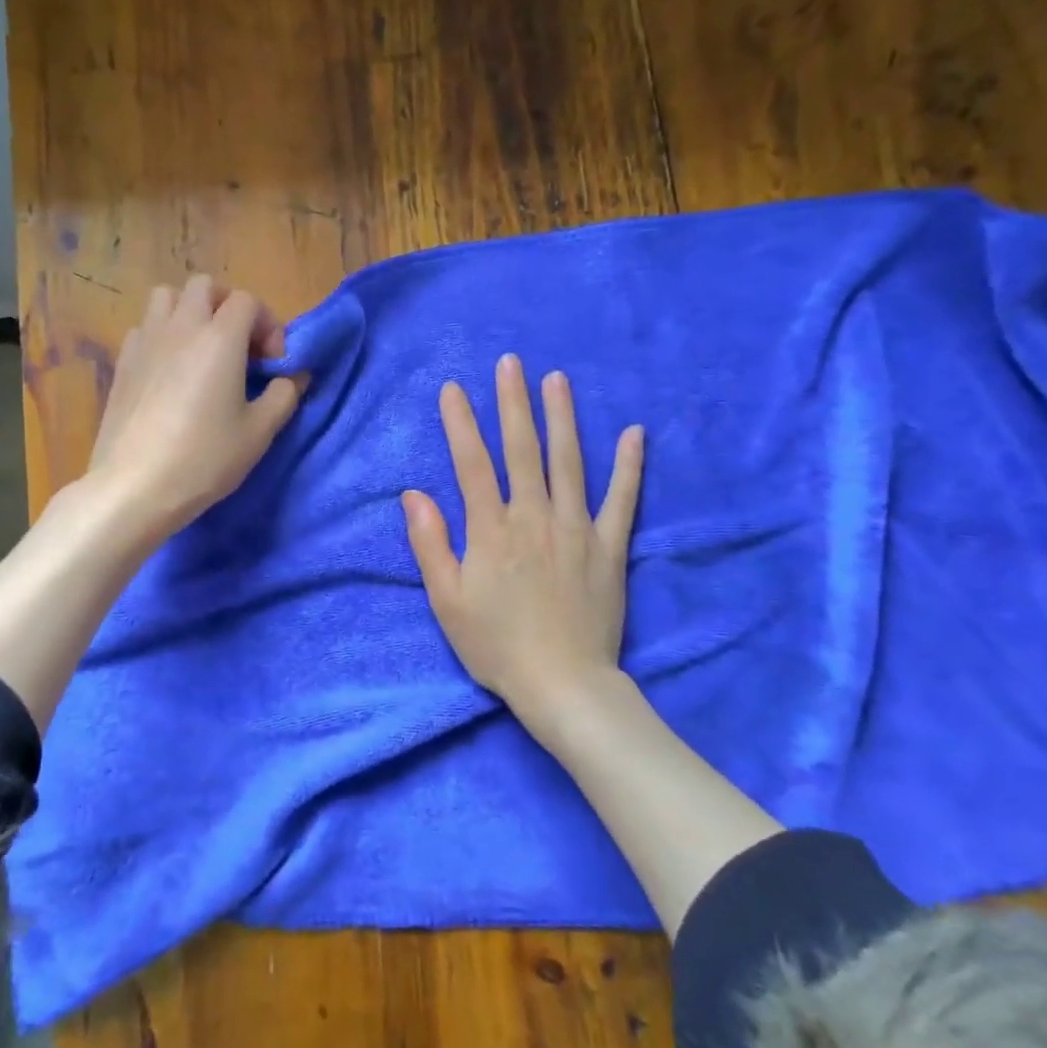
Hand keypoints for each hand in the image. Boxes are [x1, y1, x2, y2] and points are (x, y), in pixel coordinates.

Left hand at [85, 274, 306, 542]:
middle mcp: (181, 327)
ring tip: (202, 349)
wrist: (135, 486)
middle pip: (204, 286)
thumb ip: (283, 396)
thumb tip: (290, 378)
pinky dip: (162, 335)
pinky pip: (145, 327)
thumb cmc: (205, 458)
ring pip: (167, 297)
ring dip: (190, 311)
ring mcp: (145, 341)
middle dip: (228, 306)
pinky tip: (169, 371)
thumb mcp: (259, 433)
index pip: (247, 301)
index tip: (273, 363)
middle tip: (240, 347)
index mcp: (220, 338)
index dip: (268, 325)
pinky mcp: (122, 362)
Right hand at [402, 354, 643, 733]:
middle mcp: (534, 517)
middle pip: (522, 450)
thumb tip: (412, 494)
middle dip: (513, 403)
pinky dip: (629, 466)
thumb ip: (430, 543)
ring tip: (557, 379)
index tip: (452, 389)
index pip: (472, 463)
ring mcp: (576, 528)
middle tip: (511, 362)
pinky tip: (634, 433)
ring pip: (569, 462)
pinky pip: (621, 500)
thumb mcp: (447, 600)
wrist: (563, 684)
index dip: (460, 423)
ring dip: (562, 418)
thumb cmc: (496, 645)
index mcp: (490, 529)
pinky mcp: (609, 547)